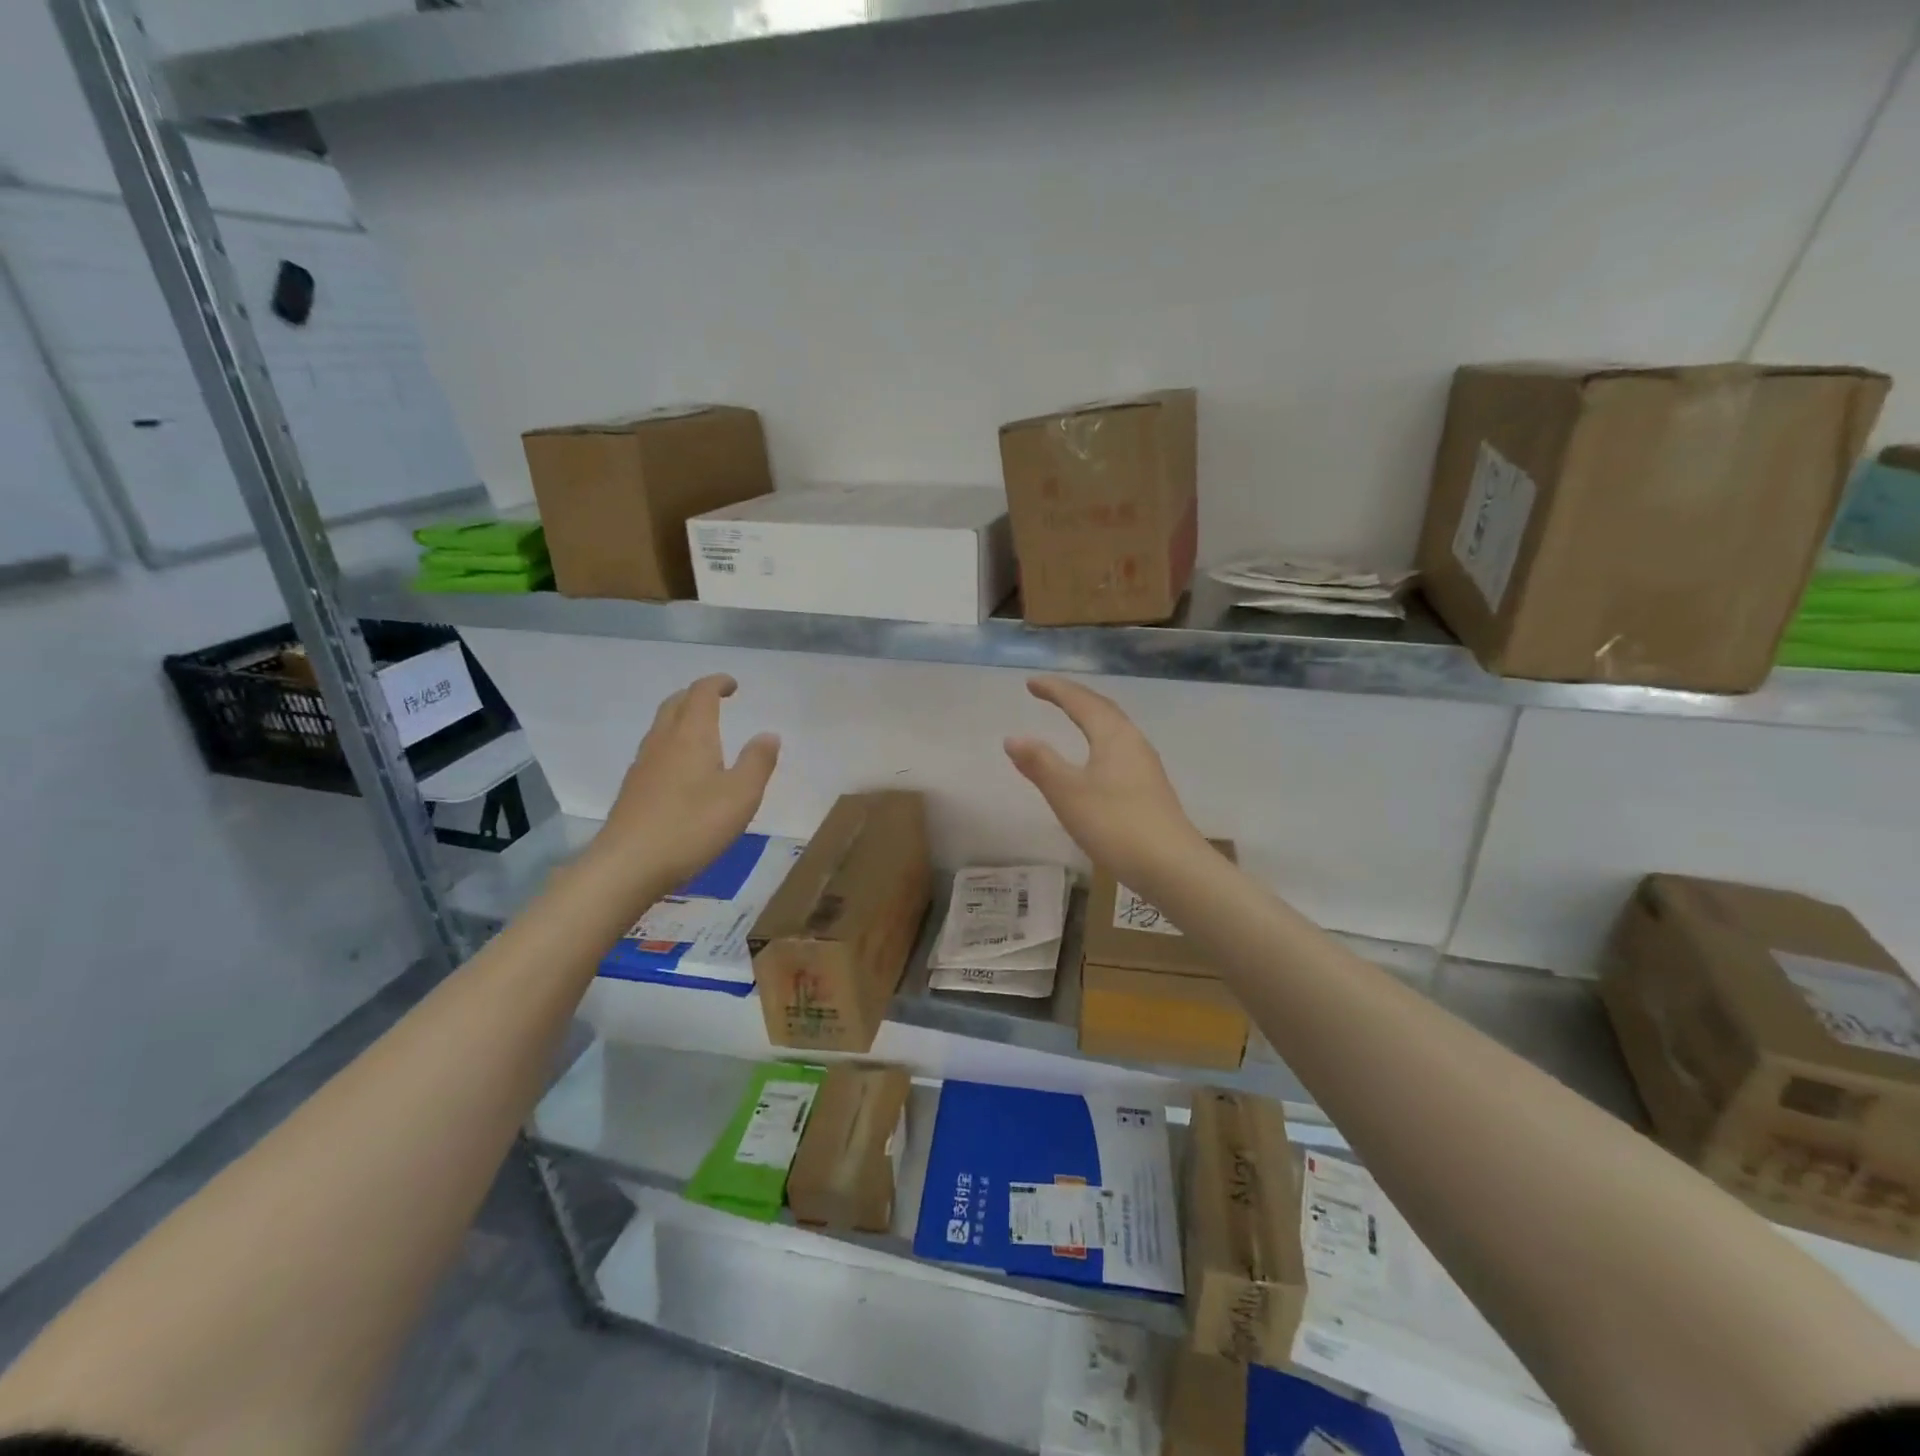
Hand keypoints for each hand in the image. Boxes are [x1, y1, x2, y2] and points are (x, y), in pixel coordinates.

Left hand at [590, 675, 779, 894]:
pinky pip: (655, 751)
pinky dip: (672, 744)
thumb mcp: (741, 796)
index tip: (733, 685)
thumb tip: (769, 734)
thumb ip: (758, 762)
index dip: (717, 683)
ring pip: (661, 727)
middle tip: (716, 701)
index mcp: (692, 735)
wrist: (628, 865)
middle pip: (675, 704)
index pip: (701, 693)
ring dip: (681, 718)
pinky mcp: (633, 788)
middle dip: (696, 695)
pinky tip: (682, 769)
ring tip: (702, 732)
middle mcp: (663, 741)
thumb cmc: (692, 826)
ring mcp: (643, 765)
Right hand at [1004, 676, 1208, 884]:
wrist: (1172, 867)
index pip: (1081, 702)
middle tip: (1049, 692)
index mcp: (1113, 736)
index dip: (1055, 690)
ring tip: (1071, 716)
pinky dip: (1099, 740)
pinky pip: (1119, 749)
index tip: (1031, 683)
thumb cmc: (1116, 825)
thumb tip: (1013, 738)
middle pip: (1102, 709)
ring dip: (1090, 717)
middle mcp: (1133, 743)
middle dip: (1074, 697)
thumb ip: (1040, 764)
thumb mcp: (1068, 794)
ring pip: (1114, 729)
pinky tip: (1095, 759)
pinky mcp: (1150, 788)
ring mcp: (1146, 766)